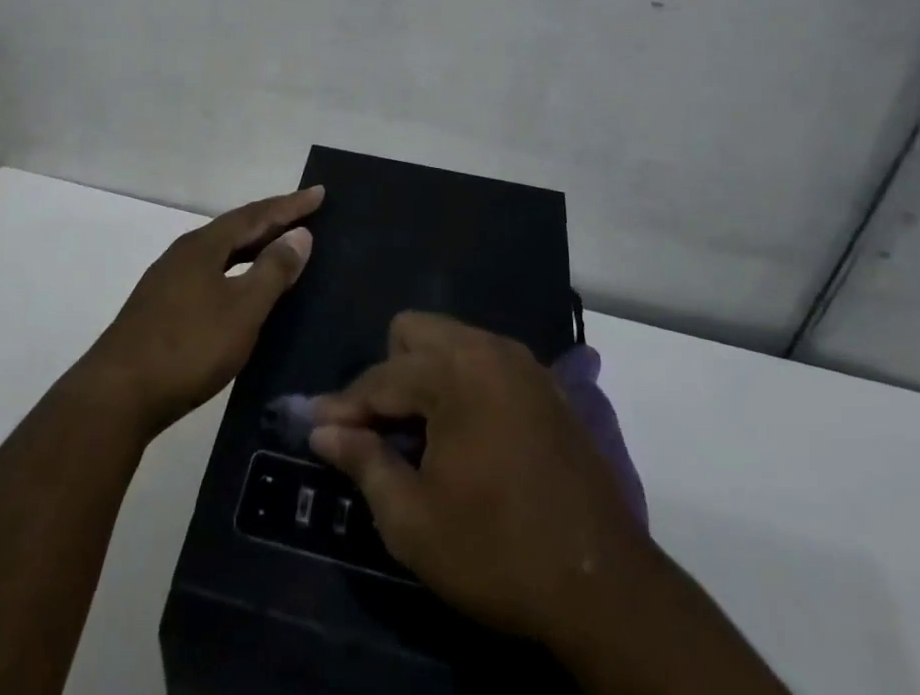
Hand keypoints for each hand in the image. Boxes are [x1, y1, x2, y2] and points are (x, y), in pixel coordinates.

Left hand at [84, 186, 319, 437]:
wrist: (117, 396)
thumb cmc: (188, 347)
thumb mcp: (242, 309)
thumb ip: (273, 270)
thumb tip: (299, 234)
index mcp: (204, 245)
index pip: (255, 215)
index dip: (290, 205)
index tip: (319, 192)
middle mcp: (184, 253)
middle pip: (235, 229)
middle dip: (271, 221)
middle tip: (305, 215)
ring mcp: (168, 281)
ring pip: (220, 253)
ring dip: (252, 247)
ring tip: (279, 248)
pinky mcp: (159, 308)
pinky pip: (209, 274)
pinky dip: (235, 271)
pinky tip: (240, 290)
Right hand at [309, 311, 647, 654]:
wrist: (605, 587)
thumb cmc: (498, 552)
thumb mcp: (414, 521)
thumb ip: (364, 463)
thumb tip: (323, 429)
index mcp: (454, 372)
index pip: (381, 377)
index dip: (343, 406)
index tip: (314, 425)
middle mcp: (488, 348)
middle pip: (414, 331)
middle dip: (389, 373)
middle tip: (383, 430)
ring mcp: (522, 362)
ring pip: (451, 340)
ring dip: (425, 375)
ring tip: (420, 435)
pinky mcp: (546, 384)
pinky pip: (485, 360)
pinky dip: (463, 383)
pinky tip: (465, 434)